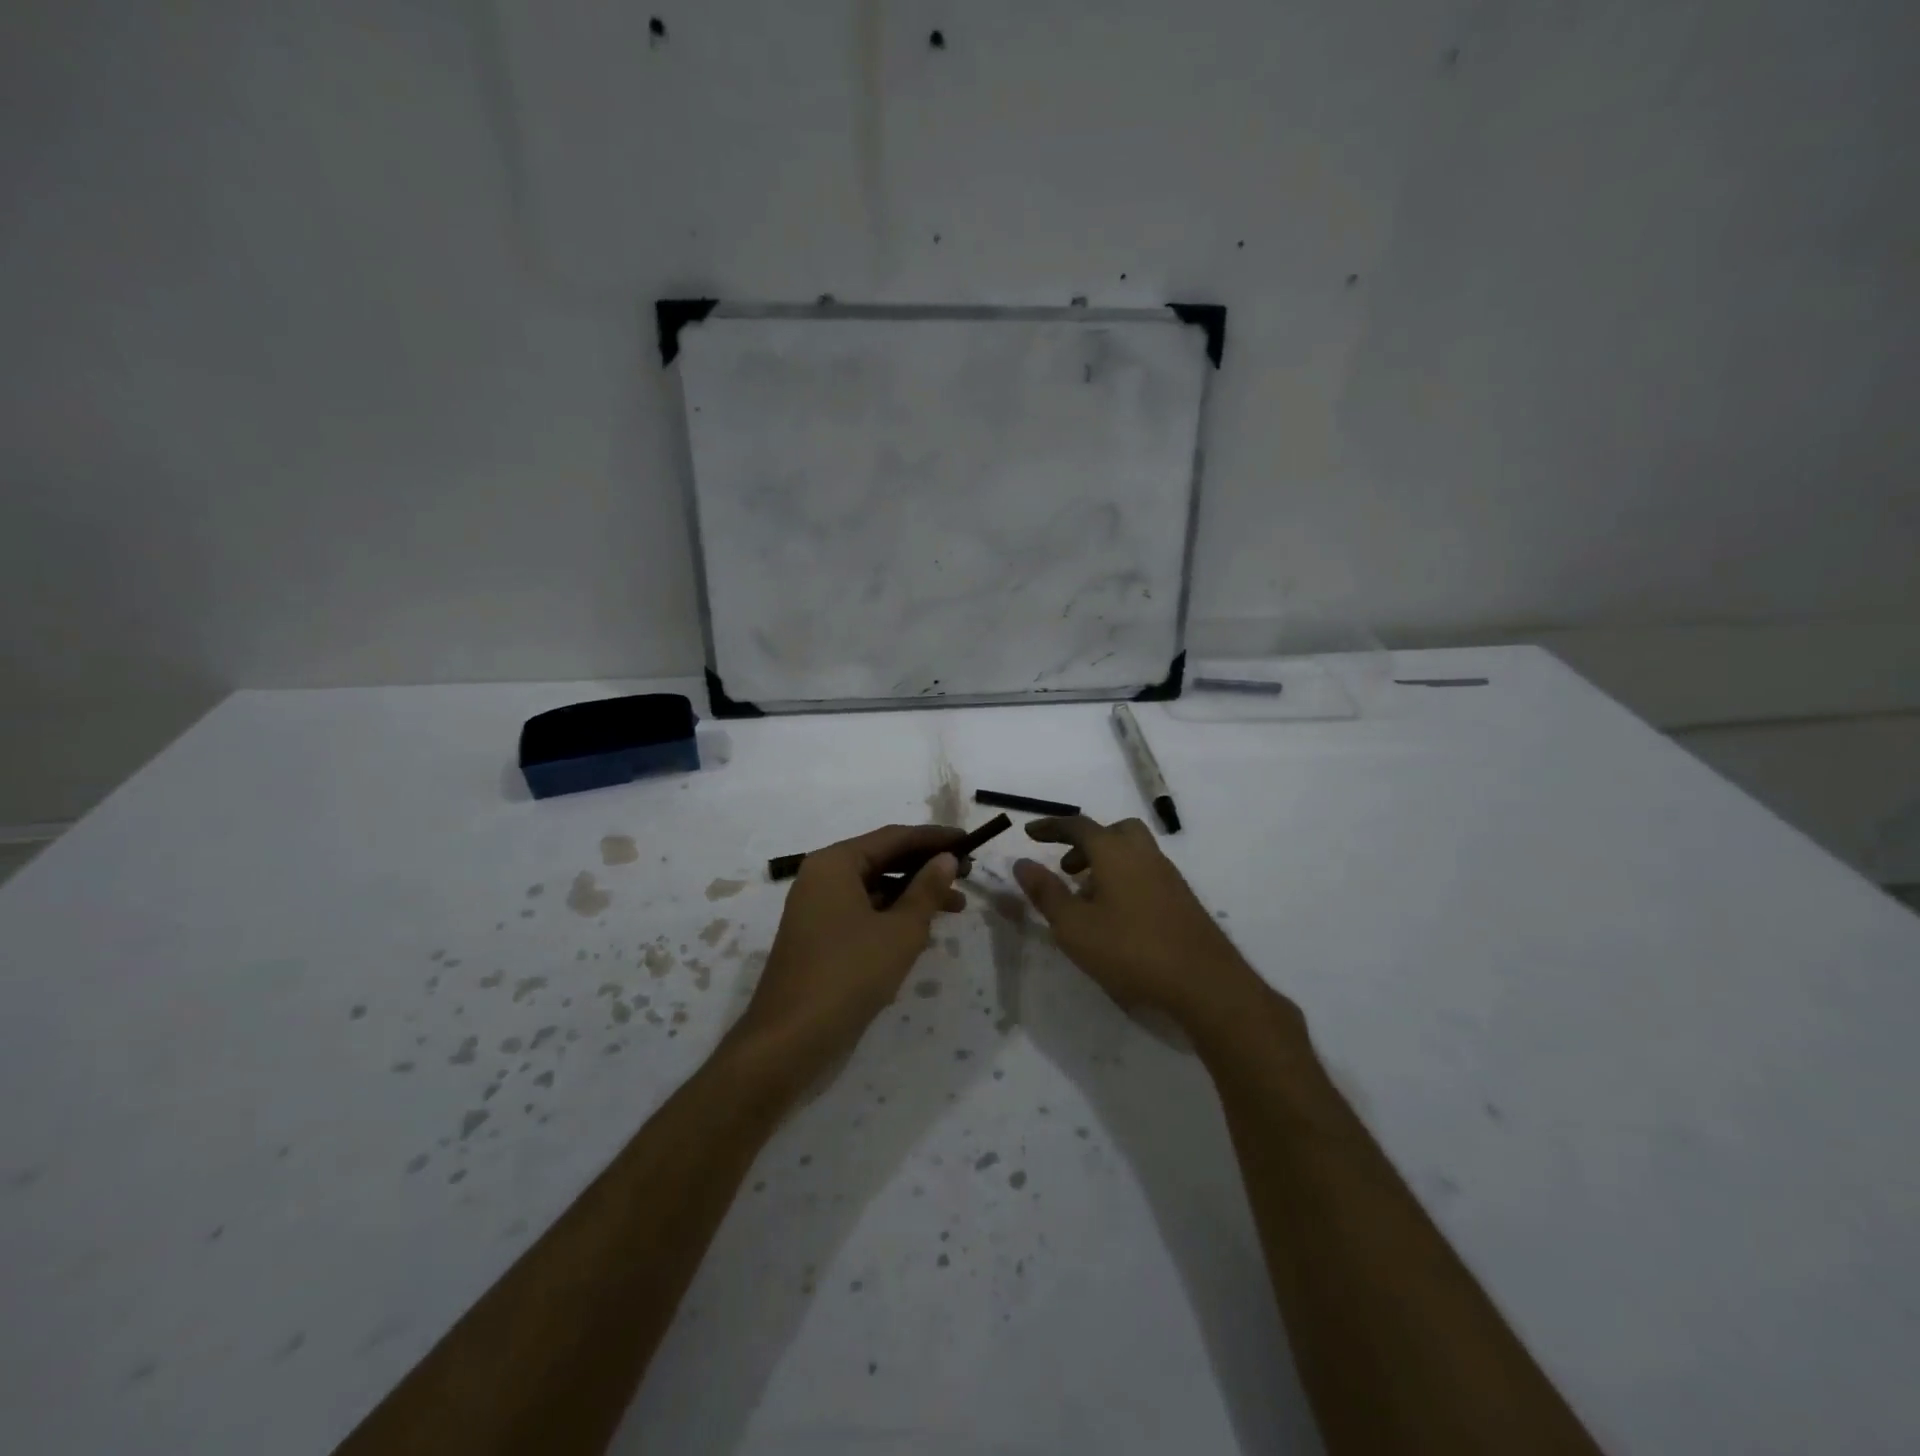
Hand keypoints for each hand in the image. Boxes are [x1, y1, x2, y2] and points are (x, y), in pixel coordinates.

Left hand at [729, 824, 965, 1085]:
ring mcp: (818, 909)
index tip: (969, 841)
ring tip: (957, 906)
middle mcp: (823, 877)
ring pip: (876, 888)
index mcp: (835, 863)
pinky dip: (894, 915)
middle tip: (968, 874)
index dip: (934, 838)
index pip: (894, 837)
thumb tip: (947, 858)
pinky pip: (864, 912)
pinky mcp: (821, 938)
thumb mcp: (900, 931)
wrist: (790, 1041)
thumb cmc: (849, 975)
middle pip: (883, 859)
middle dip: (926, 866)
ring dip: (914, 894)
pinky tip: (923, 930)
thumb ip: (927, 890)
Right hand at [1013, 816, 1282, 1037]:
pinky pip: (1146, 874)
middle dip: (1086, 843)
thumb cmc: (1130, 950)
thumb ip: (1046, 892)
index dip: (1051, 826)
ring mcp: (1168, 876)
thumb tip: (1021, 862)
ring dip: (1105, 864)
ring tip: (1086, 899)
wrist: (1205, 983)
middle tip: (1066, 868)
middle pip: (1113, 832)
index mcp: (1115, 852)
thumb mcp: (1074, 926)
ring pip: (1132, 854)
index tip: (1030, 833)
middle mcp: (1144, 855)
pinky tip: (1117, 918)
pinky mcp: (1183, 900)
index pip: (1078, 826)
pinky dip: (1125, 880)